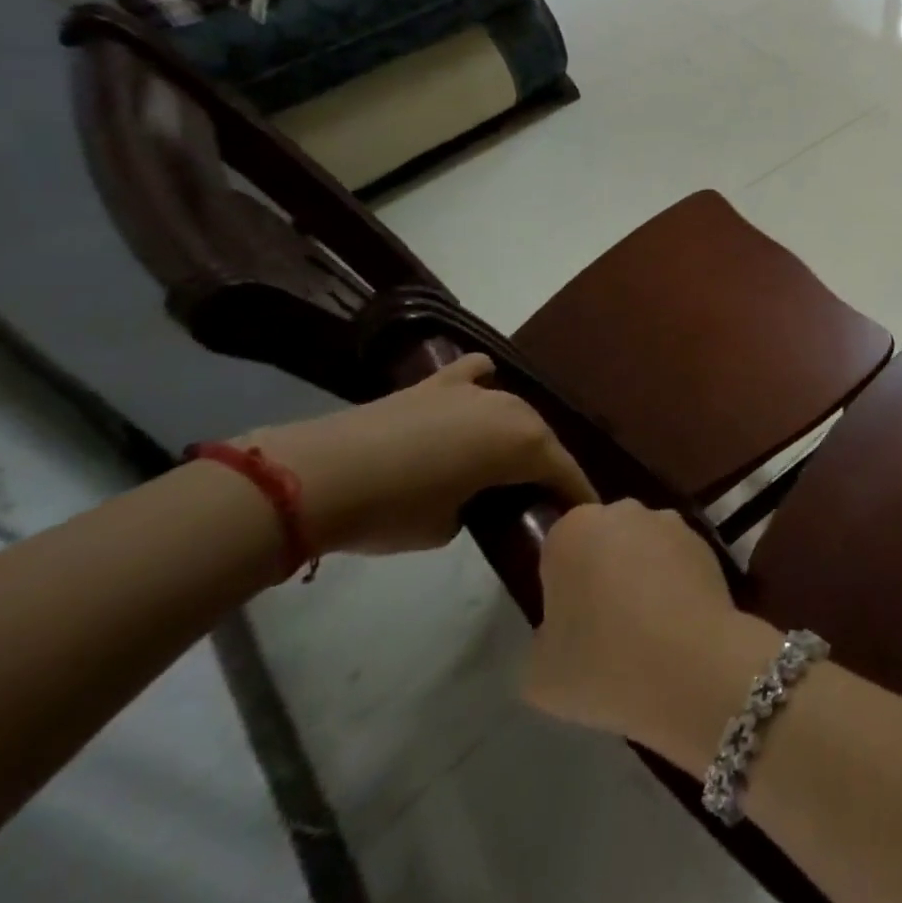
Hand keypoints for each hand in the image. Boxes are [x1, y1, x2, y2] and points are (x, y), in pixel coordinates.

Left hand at [240, 355, 594, 557]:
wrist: (318, 476)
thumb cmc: (394, 511)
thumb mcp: (448, 528)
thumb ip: (478, 508)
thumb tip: (473, 499)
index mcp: (526, 444)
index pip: (566, 473)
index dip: (576, 496)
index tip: (583, 517)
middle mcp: (513, 409)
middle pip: (542, 439)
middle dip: (544, 466)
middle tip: (535, 496)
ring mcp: (476, 390)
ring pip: (512, 410)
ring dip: (512, 433)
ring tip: (499, 460)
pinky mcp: (438, 383)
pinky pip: (475, 374)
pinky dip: (480, 384)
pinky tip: (473, 398)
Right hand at [522, 501, 775, 765]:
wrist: (691, 663)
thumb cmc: (602, 663)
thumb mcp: (538, 672)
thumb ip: (544, 638)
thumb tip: (563, 630)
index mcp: (573, 530)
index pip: (556, 552)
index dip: (559, 589)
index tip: (567, 625)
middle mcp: (624, 512)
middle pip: (603, 542)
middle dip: (601, 573)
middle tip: (603, 627)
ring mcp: (670, 522)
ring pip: (642, 548)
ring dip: (640, 575)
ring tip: (644, 630)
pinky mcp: (706, 540)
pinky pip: (675, 561)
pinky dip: (673, 583)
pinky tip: (674, 625)